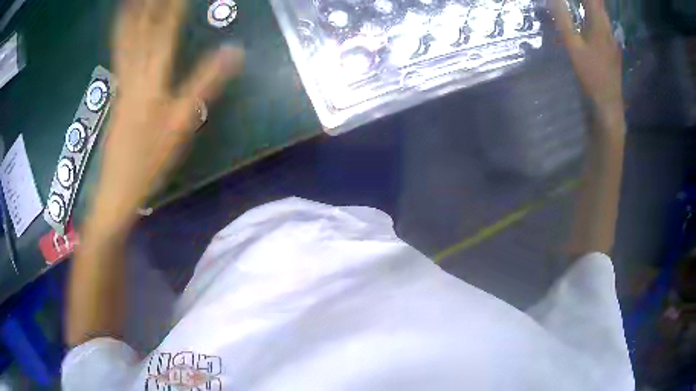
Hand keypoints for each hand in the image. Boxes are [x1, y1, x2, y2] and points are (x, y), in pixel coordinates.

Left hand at [91, 0, 243, 230]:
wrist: (118, 186)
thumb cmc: (150, 159)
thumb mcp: (183, 123)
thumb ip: (206, 83)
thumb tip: (235, 50)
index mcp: (152, 78)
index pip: (166, 30)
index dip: (174, 6)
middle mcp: (134, 72)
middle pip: (141, 29)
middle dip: (149, 5)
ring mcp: (123, 82)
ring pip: (126, 39)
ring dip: (131, 15)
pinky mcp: (118, 92)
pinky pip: (120, 53)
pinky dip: (122, 34)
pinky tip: (124, 27)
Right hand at [551, 0, 622, 114]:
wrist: (608, 102)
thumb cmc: (591, 74)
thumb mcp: (572, 45)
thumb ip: (563, 18)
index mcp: (599, 24)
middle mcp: (608, 28)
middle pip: (599, 4)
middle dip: (589, 0)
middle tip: (577, 2)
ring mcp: (612, 39)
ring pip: (602, 13)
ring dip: (592, 5)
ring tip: (580, 6)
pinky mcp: (613, 47)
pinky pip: (603, 24)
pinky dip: (595, 15)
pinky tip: (588, 19)